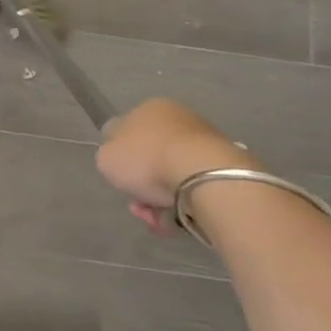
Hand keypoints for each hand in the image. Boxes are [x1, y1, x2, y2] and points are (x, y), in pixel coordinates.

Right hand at [96, 99, 252, 234]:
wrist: (203, 176)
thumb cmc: (147, 159)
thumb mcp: (107, 157)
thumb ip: (108, 154)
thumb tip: (120, 155)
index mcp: (150, 108)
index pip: (127, 132)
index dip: (120, 160)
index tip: (121, 181)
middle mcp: (178, 119)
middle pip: (151, 157)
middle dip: (142, 185)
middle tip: (140, 207)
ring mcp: (204, 142)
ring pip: (173, 175)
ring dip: (161, 200)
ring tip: (158, 221)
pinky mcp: (224, 167)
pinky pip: (195, 187)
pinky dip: (184, 204)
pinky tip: (177, 221)